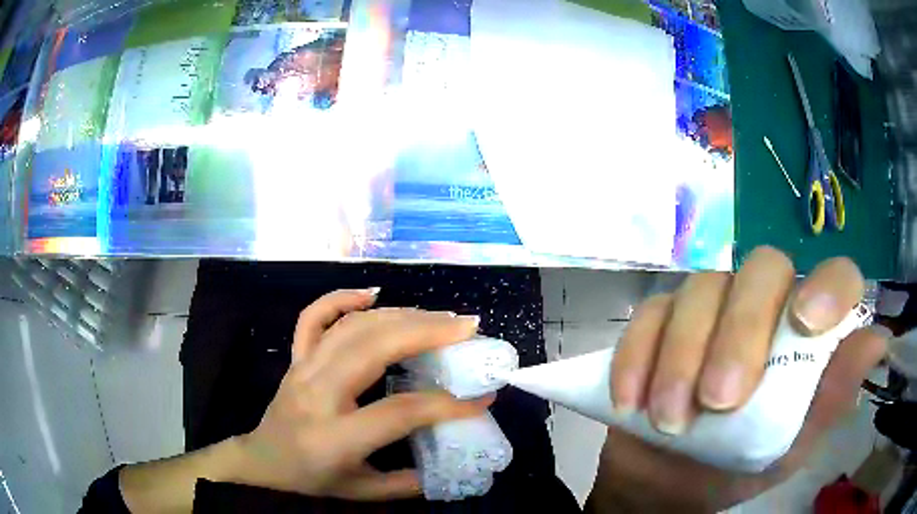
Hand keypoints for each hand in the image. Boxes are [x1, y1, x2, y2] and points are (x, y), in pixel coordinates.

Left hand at [235, 289, 489, 500]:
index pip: (399, 412)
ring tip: (439, 316)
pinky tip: (373, 294)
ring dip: (399, 314)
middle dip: (427, 332)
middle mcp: (317, 394)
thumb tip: (452, 461)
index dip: (447, 404)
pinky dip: (341, 298)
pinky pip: (313, 317)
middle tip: (467, 327)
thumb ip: (407, 483)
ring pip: (351, 326)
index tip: (483, 397)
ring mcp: (303, 369)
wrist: (263, 459)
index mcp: (335, 437)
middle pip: (374, 349)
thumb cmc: (311, 478)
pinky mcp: (296, 357)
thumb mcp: (361, 492)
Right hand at [587, 247, 887, 512]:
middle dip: (741, 331)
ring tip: (671, 421)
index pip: (834, 277)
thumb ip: (830, 401)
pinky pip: (648, 315)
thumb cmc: (735, 470)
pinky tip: (632, 403)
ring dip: (683, 355)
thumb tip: (878, 341)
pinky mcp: (659, 322)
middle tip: (719, 401)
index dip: (828, 286)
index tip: (807, 323)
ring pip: (700, 288)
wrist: (662, 488)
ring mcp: (709, 307)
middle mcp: (764, 305)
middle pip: (761, 270)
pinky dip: (638, 356)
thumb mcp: (788, 450)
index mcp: (805, 332)